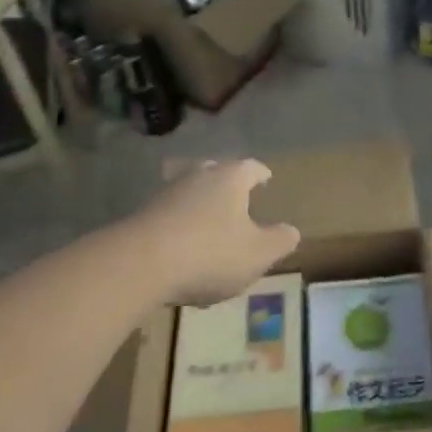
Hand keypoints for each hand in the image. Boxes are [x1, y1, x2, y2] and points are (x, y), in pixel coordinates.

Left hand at [128, 159, 300, 305]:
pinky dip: (178, 221)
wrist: (140, 264)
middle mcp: (198, 176)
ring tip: (207, 219)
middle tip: (235, 195)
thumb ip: (280, 241)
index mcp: (231, 178)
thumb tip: (291, 231)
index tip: (266, 180)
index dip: (261, 174)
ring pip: (189, 189)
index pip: (251, 168)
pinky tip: (181, 242)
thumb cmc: (210, 253)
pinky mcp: (142, 214)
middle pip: (215, 170)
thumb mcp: (258, 254)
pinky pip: (168, 212)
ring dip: (199, 201)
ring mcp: (167, 193)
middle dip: (226, 181)